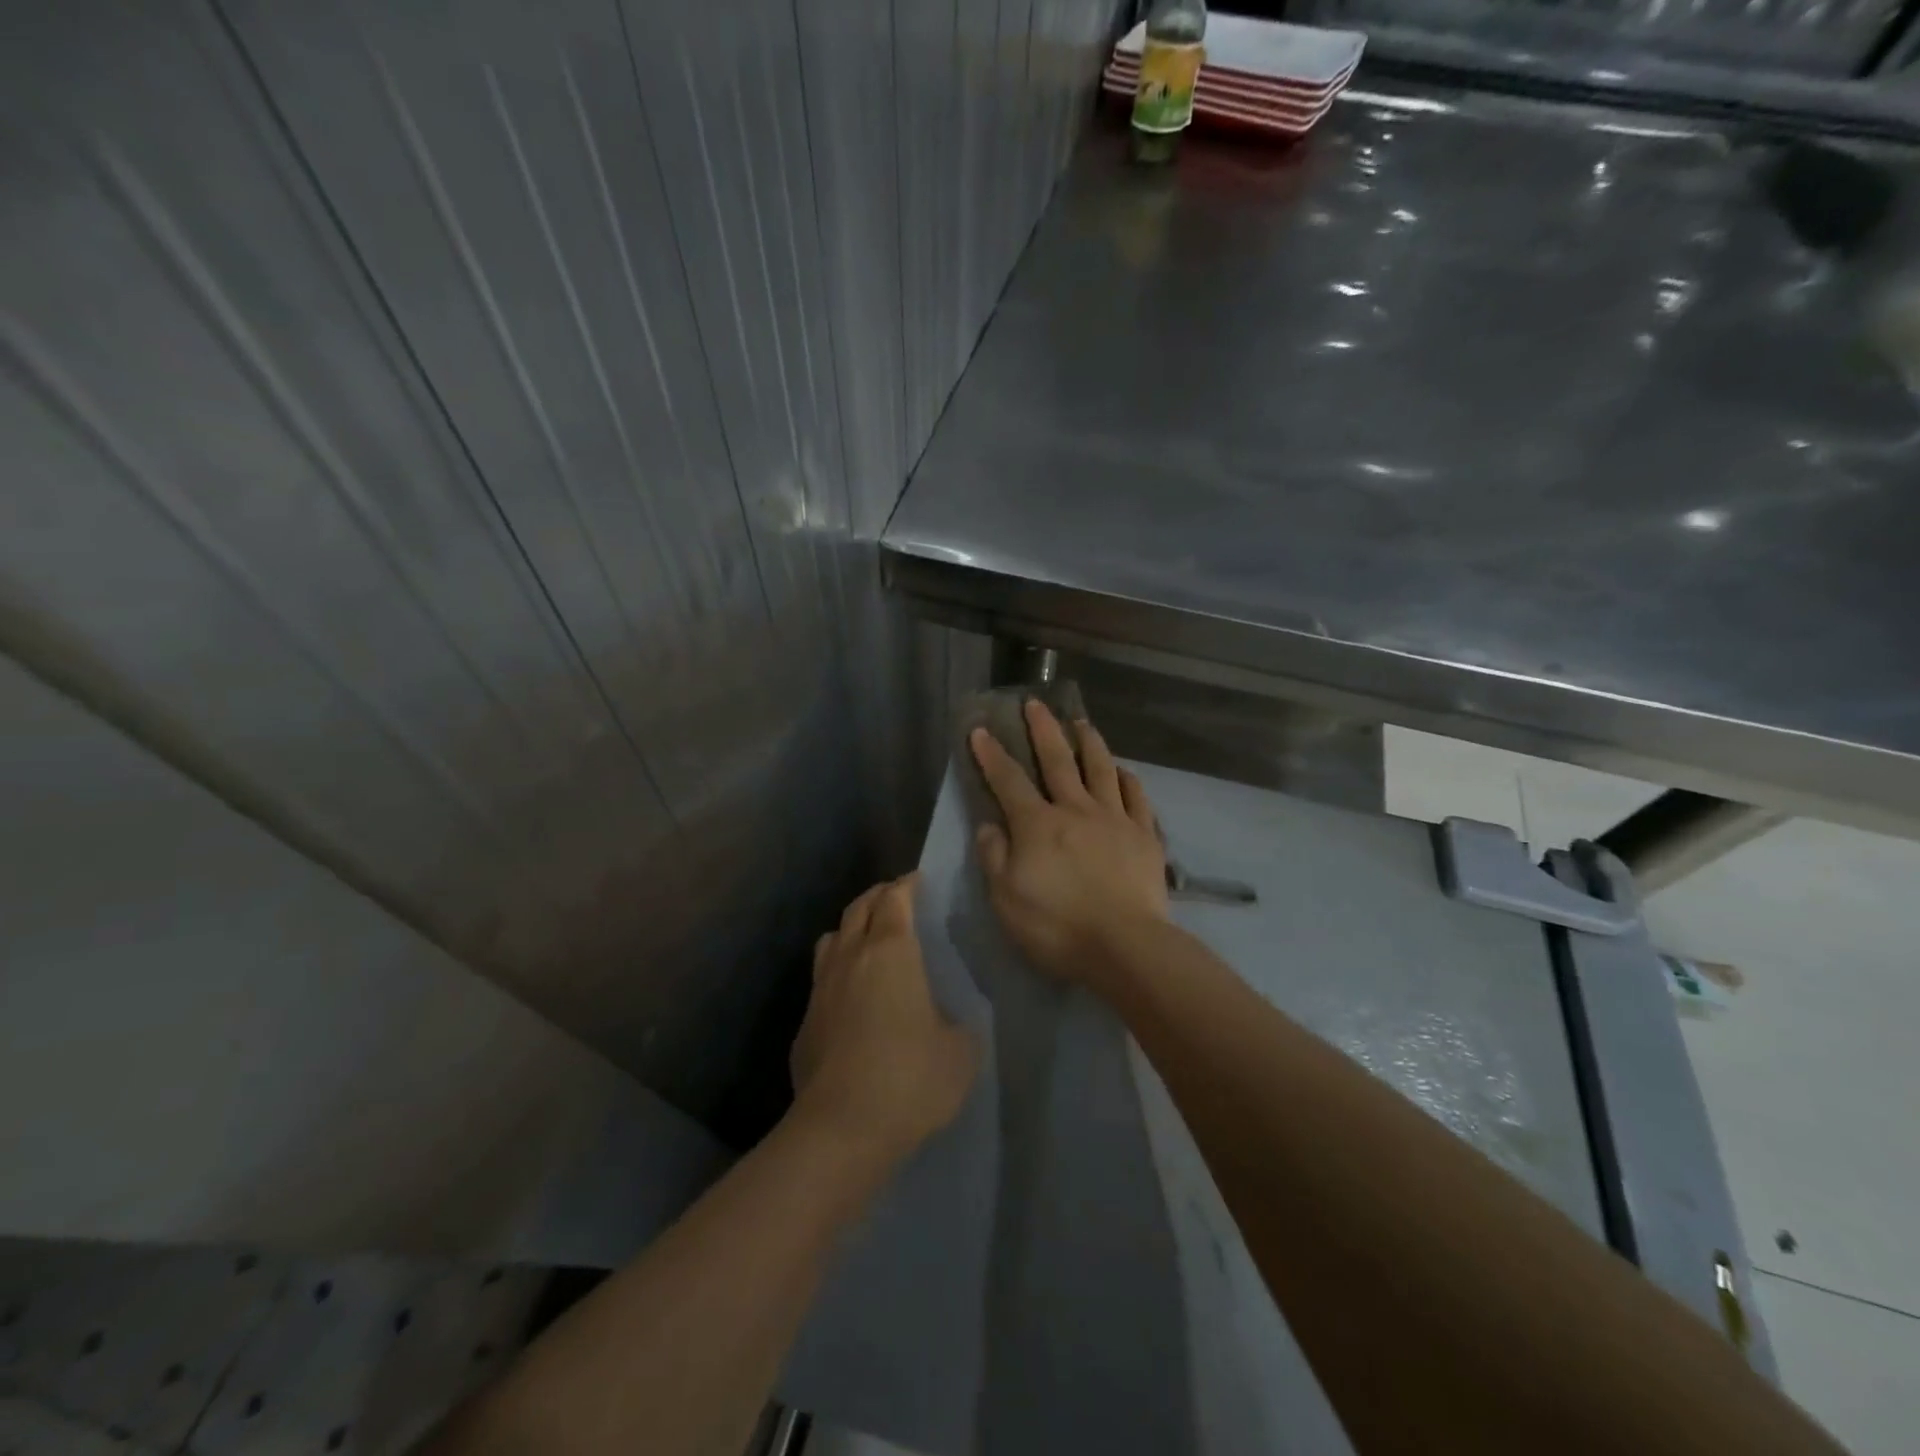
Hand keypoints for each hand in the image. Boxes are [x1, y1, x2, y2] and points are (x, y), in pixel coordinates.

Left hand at [791, 875, 978, 1164]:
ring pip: (832, 937)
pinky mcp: (805, 1021)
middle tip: (896, 899)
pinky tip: (850, 996)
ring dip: (851, 928)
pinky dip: (837, 971)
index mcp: (892, 952)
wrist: (841, 1128)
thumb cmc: (910, 1079)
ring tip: (868, 940)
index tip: (918, 881)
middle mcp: (851, 957)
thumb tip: (948, 1019)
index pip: (895, 899)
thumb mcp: (960, 1051)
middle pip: (859, 907)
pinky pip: (821, 979)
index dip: (907, 885)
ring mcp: (822, 988)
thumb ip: (959, 1022)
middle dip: (878, 896)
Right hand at [970, 701, 1168, 988]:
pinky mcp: (1144, 835)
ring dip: (1089, 742)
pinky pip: (1136, 797)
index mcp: (1038, 824)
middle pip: (1057, 760)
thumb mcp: (1005, 899)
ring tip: (1081, 723)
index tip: (980, 729)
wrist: (1125, 946)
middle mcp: (1076, 809)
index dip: (991, 754)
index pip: (1008, 780)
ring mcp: (1115, 819)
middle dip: (1042, 729)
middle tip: (1035, 703)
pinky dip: (1127, 779)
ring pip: (1101, 768)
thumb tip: (988, 825)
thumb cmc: (1057, 926)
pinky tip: (1123, 772)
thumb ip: (994, 857)